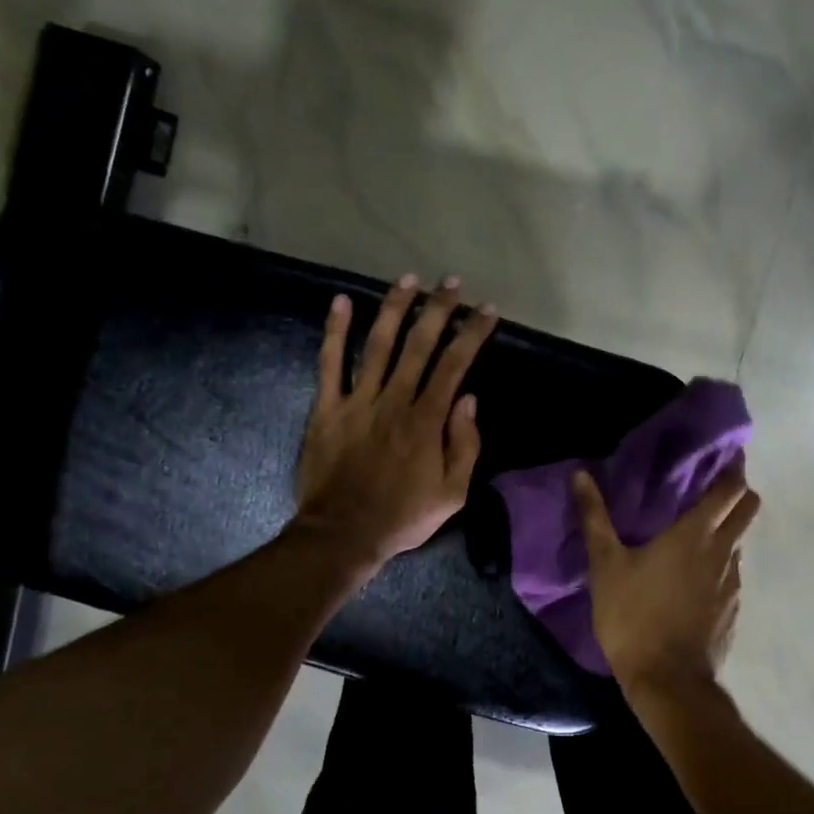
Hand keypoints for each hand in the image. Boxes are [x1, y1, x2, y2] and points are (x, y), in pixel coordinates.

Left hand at [294, 274, 497, 566]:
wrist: (343, 534)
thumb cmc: (403, 516)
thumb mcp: (453, 494)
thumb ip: (465, 445)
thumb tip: (468, 399)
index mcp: (427, 420)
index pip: (455, 365)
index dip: (472, 334)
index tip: (486, 310)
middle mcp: (394, 400)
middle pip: (419, 344)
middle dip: (438, 309)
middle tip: (451, 282)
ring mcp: (357, 401)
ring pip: (378, 344)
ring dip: (395, 308)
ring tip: (409, 280)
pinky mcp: (326, 408)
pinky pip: (329, 364)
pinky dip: (335, 331)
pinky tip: (341, 301)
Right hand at [572, 462, 760, 706]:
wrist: (668, 682)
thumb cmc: (634, 616)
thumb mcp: (605, 565)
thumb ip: (594, 517)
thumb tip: (580, 474)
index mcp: (697, 534)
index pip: (731, 488)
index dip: (732, 468)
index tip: (723, 455)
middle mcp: (724, 552)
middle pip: (748, 508)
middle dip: (737, 492)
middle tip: (710, 487)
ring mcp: (733, 583)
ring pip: (739, 542)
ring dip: (726, 529)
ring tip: (695, 531)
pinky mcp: (732, 609)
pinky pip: (731, 573)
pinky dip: (719, 563)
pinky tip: (692, 576)